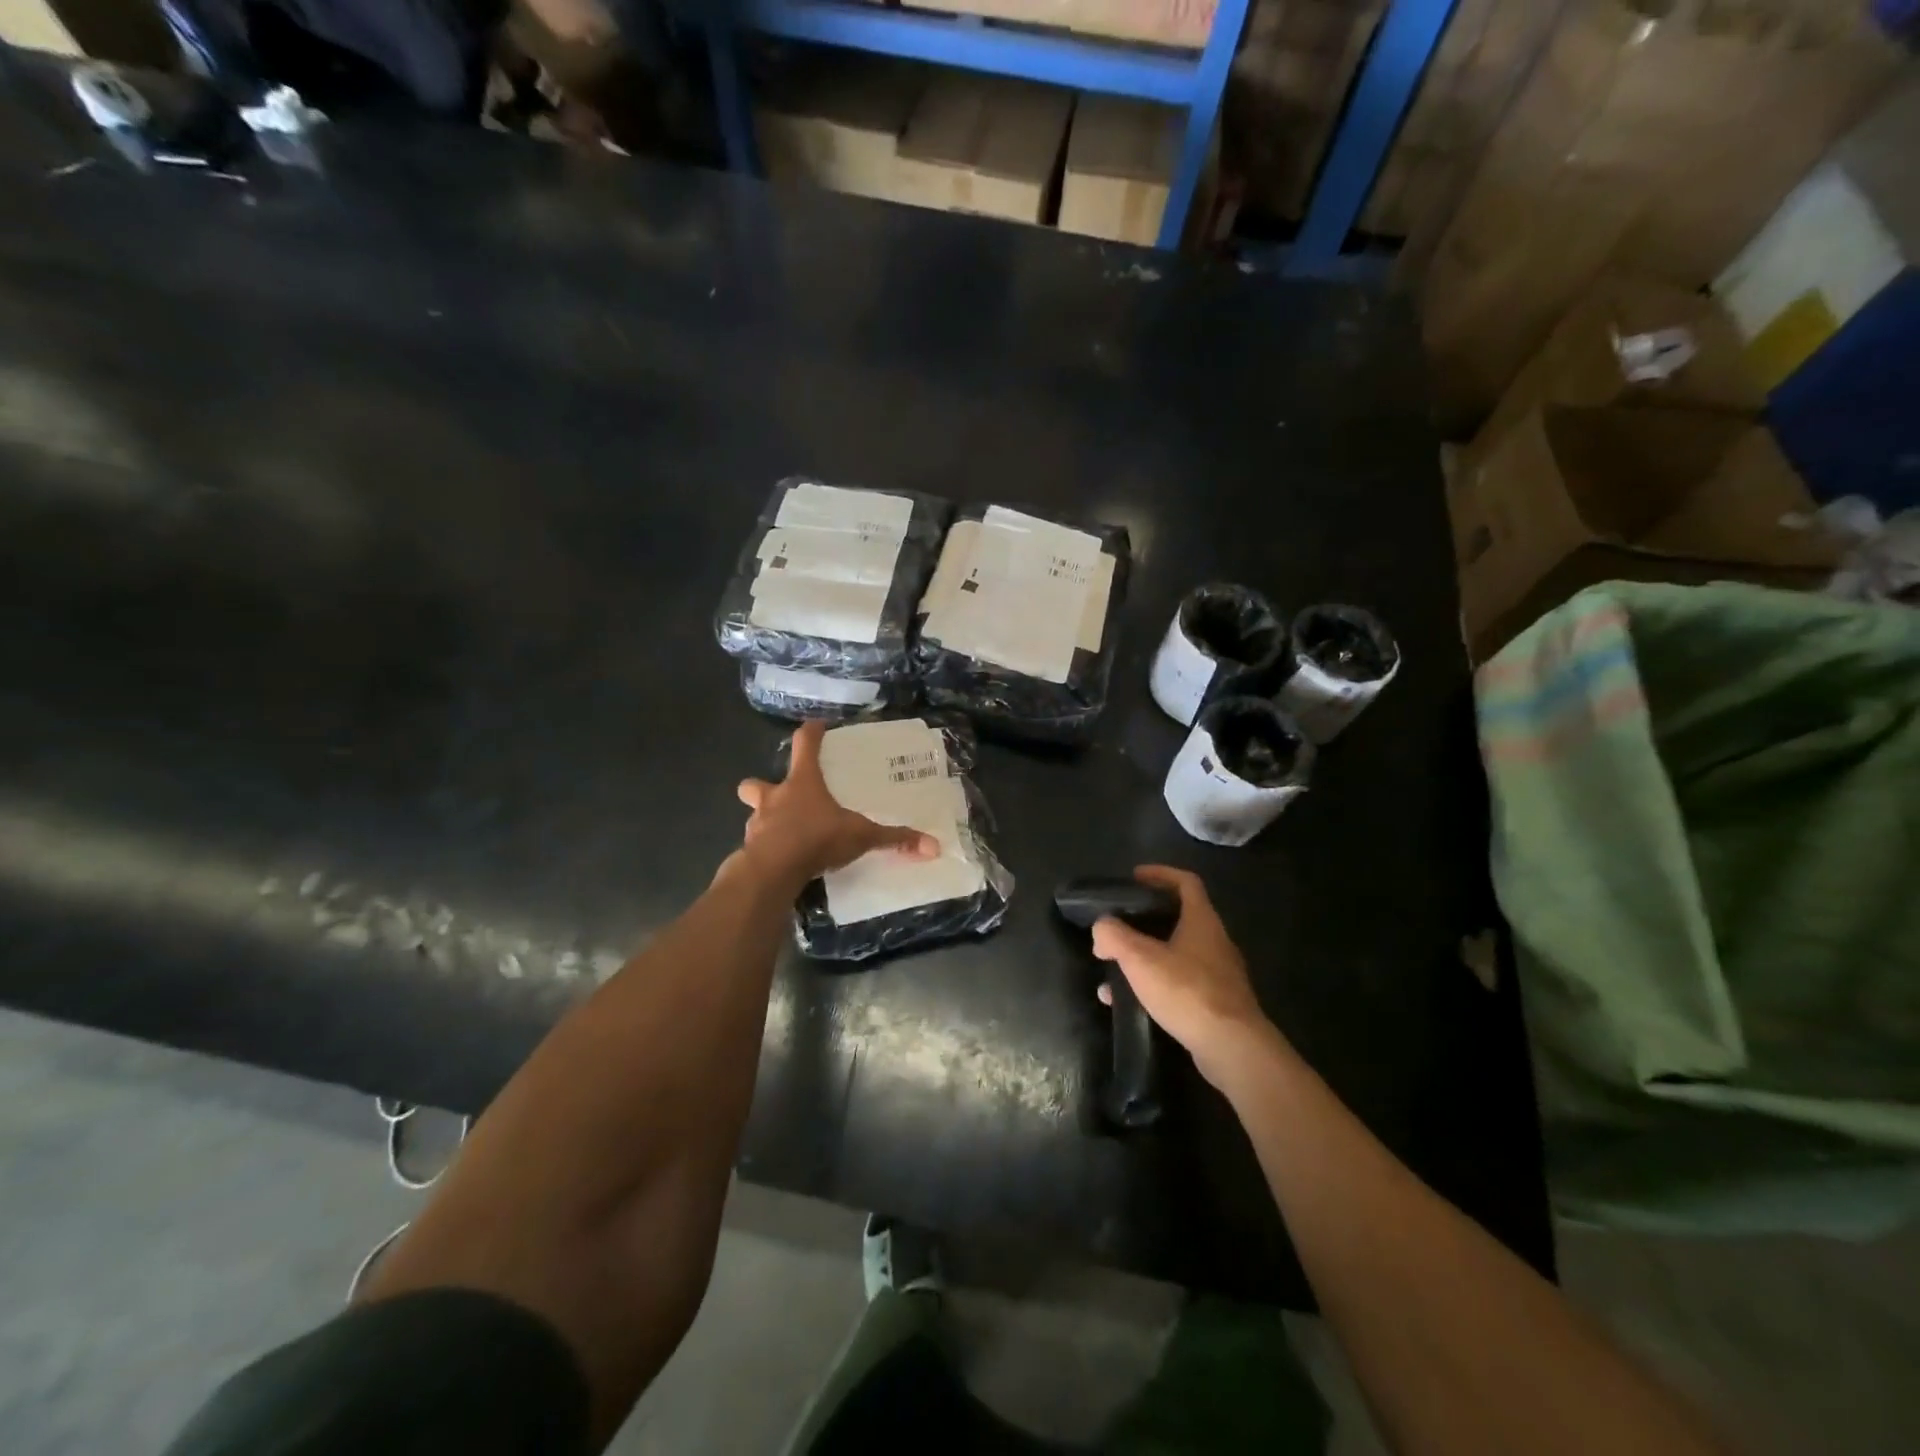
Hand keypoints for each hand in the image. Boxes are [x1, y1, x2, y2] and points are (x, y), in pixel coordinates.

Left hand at [736, 720, 938, 887]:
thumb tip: (933, 845)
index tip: (817, 725)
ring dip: (768, 821)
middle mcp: (775, 798)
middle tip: (782, 796)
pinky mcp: (750, 851)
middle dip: (763, 787)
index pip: (804, 745)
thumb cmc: (816, 839)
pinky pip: (758, 846)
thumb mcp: (861, 837)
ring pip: (755, 815)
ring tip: (788, 835)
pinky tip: (784, 861)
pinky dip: (769, 850)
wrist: (772, 872)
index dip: (811, 733)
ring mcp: (758, 824)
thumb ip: (894, 839)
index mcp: (802, 783)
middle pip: (757, 783)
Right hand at [1093, 866, 1278, 1086]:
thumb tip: (1101, 928)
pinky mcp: (1216, 1003)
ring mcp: (1219, 973)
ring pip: (1175, 953)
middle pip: (1178, 917)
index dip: (1160, 874)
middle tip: (1117, 926)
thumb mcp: (1140, 958)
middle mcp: (1214, 941)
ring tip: (1114, 969)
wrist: (1232, 1048)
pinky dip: (1153, 984)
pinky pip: (1179, 983)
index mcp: (1202, 920)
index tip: (1134, 877)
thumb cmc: (1187, 991)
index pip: (1185, 882)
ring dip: (1144, 956)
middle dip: (1144, 920)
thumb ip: (1114, 936)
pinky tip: (1129, 1002)